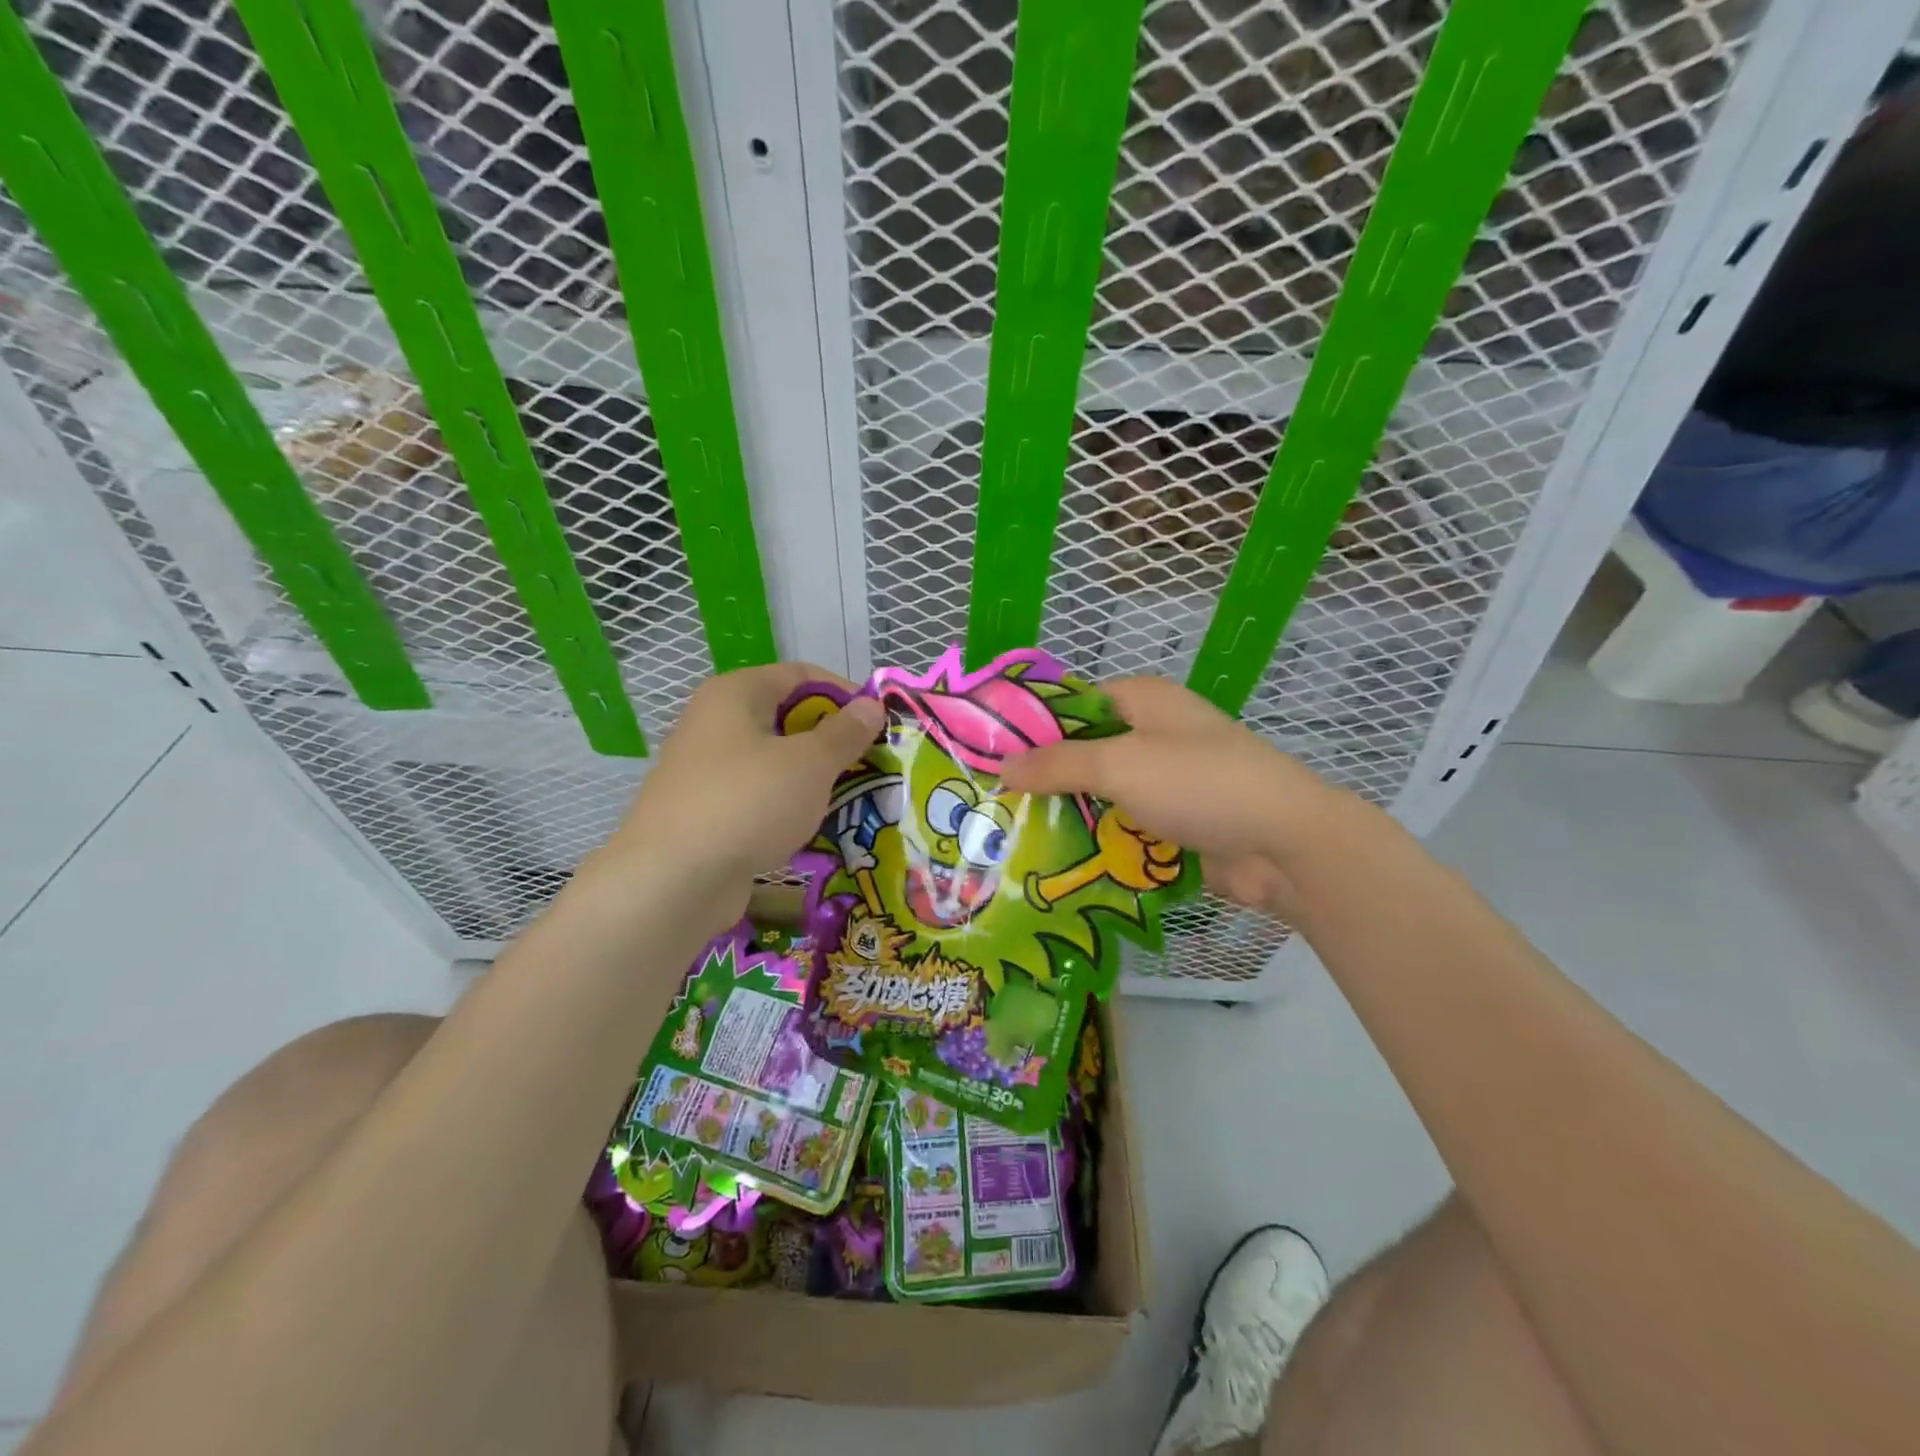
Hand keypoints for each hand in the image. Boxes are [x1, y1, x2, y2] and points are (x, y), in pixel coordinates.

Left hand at [597, 664, 884, 921]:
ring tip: (852, 797)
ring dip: (813, 777)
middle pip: (786, 718)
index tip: (878, 721)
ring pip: (774, 762)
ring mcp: (705, 770)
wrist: (673, 881)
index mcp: (735, 695)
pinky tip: (814, 828)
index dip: (844, 692)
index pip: (800, 675)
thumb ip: (845, 732)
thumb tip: (871, 705)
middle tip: (871, 763)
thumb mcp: (810, 763)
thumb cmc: (748, 802)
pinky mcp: (705, 812)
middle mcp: (714, 724)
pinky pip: (758, 797)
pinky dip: (787, 807)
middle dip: (832, 740)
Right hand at [1000, 677, 1343, 912]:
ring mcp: (1165, 783)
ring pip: (1100, 795)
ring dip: (1067, 816)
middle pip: (1084, 752)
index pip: (1073, 703)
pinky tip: (1053, 862)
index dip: (1031, 725)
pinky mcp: (1173, 824)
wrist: (1286, 846)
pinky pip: (1121, 828)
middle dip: (1044, 778)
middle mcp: (1152, 735)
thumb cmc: (1200, 784)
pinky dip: (1095, 842)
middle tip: (992, 803)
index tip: (988, 753)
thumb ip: (1058, 763)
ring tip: (1010, 837)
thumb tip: (1002, 765)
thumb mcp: (1121, 765)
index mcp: (1143, 701)